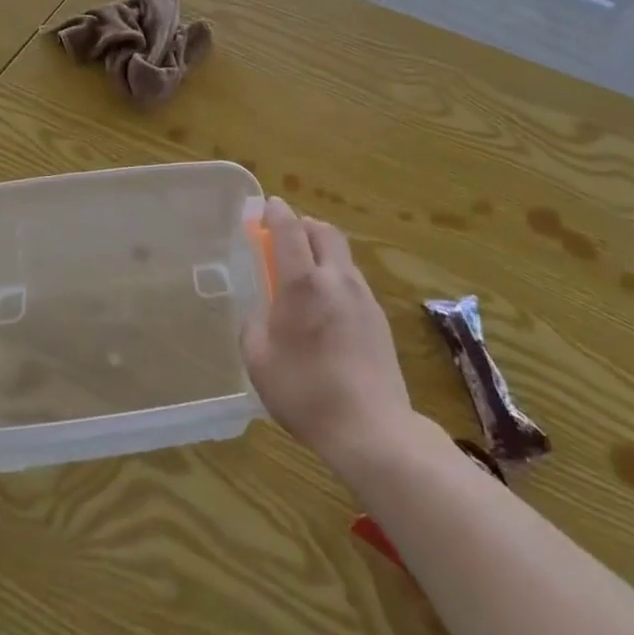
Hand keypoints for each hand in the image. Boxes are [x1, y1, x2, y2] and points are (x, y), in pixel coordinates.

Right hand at [241, 198, 415, 476]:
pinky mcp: (379, 317)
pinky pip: (353, 281)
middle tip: (287, 237)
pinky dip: (336, 277)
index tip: (267, 206)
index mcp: (303, 283)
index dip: (276, 212)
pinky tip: (328, 307)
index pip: (289, 229)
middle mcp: (336, 278)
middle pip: (324, 232)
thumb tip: (261, 310)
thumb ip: (254, 325)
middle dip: (304, 225)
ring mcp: (363, 296)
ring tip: (306, 274)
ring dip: (323, 251)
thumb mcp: (259, 361)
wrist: (370, 427)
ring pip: (342, 255)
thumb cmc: (305, 392)